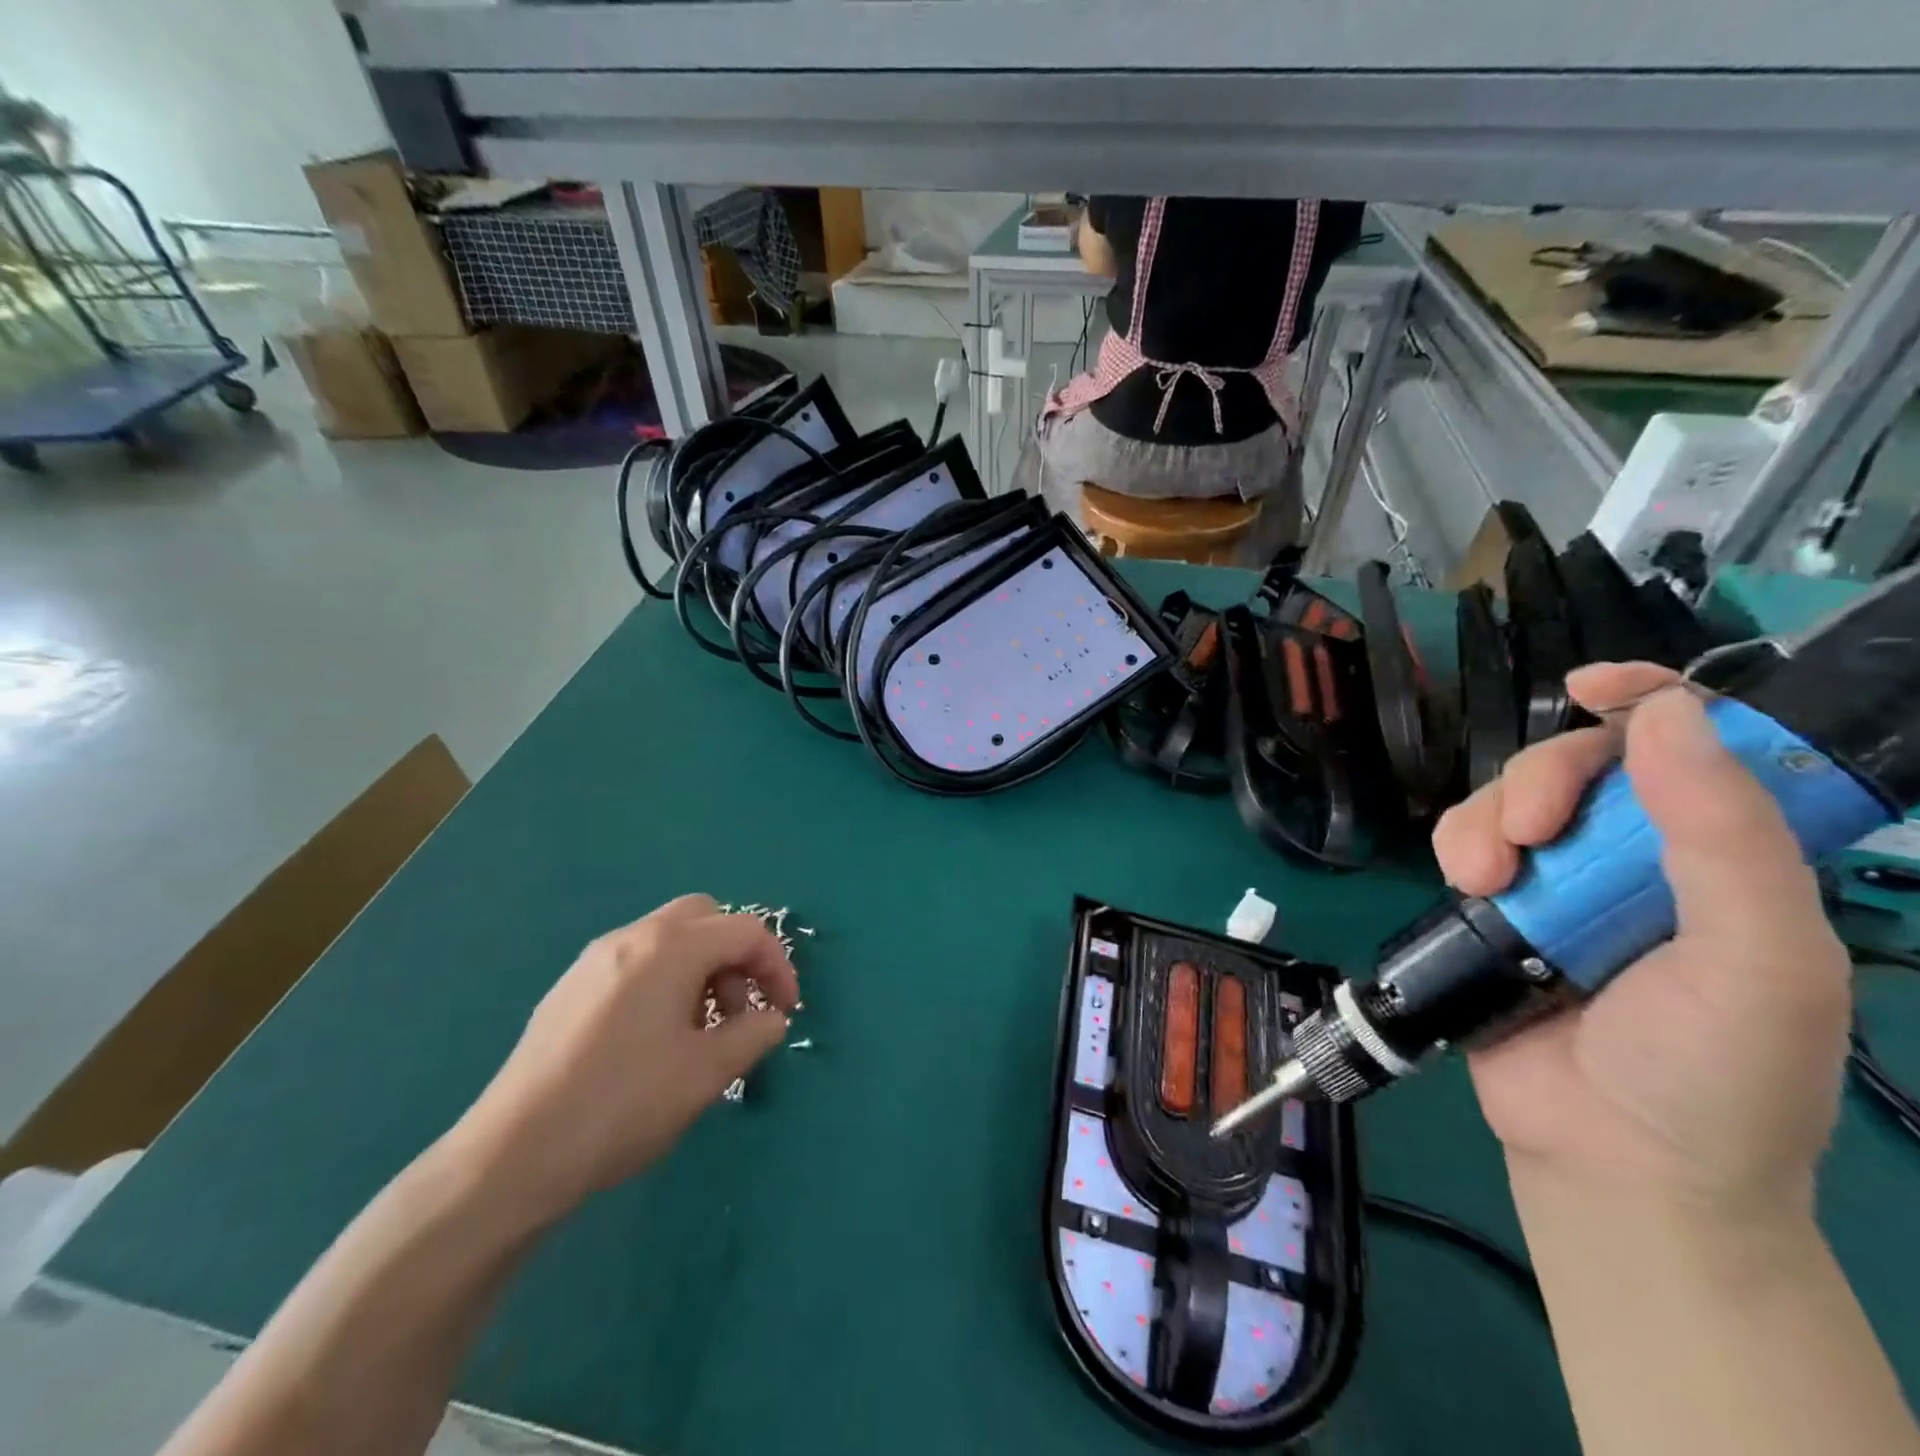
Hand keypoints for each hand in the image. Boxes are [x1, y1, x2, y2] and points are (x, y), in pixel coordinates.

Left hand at [452, 895, 797, 1224]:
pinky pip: (636, 961)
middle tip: (741, 1009)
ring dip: (702, 967)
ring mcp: (594, 959)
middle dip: (736, 955)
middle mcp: (632, 937)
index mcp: (670, 947)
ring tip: (702, 1030)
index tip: (784, 1012)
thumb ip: (753, 1034)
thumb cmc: (623, 1104)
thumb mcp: (706, 1073)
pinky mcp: (570, 987)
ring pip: (669, 938)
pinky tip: (655, 1037)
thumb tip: (771, 1018)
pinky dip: (666, 979)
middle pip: (705, 918)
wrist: (511, 1155)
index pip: (745, 931)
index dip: (777, 966)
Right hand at [1432, 663, 1852, 1217]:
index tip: (1591, 689)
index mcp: (1726, 856)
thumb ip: (1726, 837)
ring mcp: (1561, 881)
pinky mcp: (1496, 905)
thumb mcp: (1760, 959)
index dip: (1650, 699)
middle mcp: (1641, 856)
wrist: (1614, 1161)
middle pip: (1580, 762)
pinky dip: (1456, 846)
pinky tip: (1468, 886)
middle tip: (1531, 832)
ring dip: (1486, 821)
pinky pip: (1464, 841)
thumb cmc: (1715, 1072)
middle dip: (1543, 780)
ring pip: (1508, 798)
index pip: (1695, 747)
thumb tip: (1666, 715)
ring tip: (1486, 879)